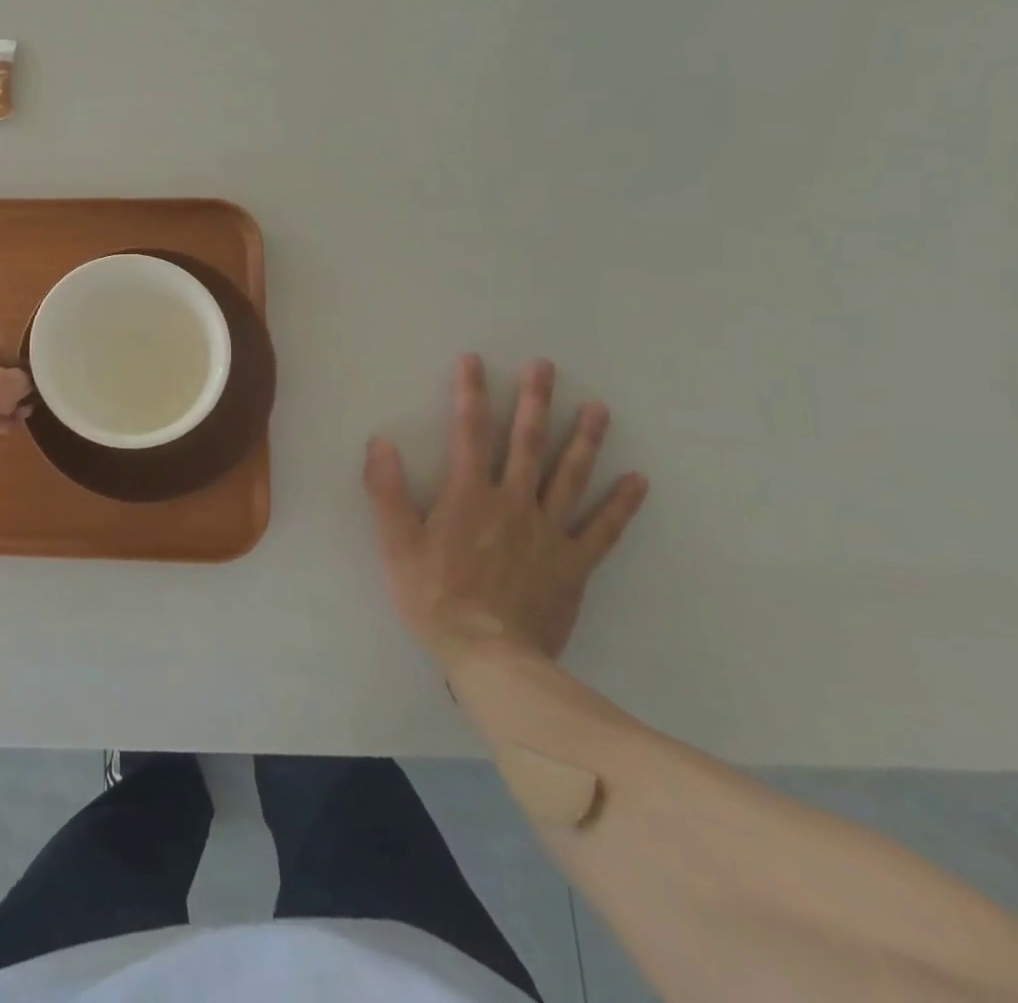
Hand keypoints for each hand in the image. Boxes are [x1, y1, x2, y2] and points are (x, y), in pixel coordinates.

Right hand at [364, 355, 647, 668]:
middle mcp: (513, 502)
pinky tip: (637, 480)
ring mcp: (549, 532)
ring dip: (584, 439)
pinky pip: (603, 529)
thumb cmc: (435, 596)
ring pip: (570, 476)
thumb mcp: (396, 543)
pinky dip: (621, 504)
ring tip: (598, 407)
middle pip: (527, 443)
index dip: (470, 393)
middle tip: (545, 366)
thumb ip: (386, 490)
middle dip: (535, 400)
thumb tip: (380, 441)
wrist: (491, 656)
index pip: (469, 432)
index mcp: (469, 495)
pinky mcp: (574, 564)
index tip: (475, 361)